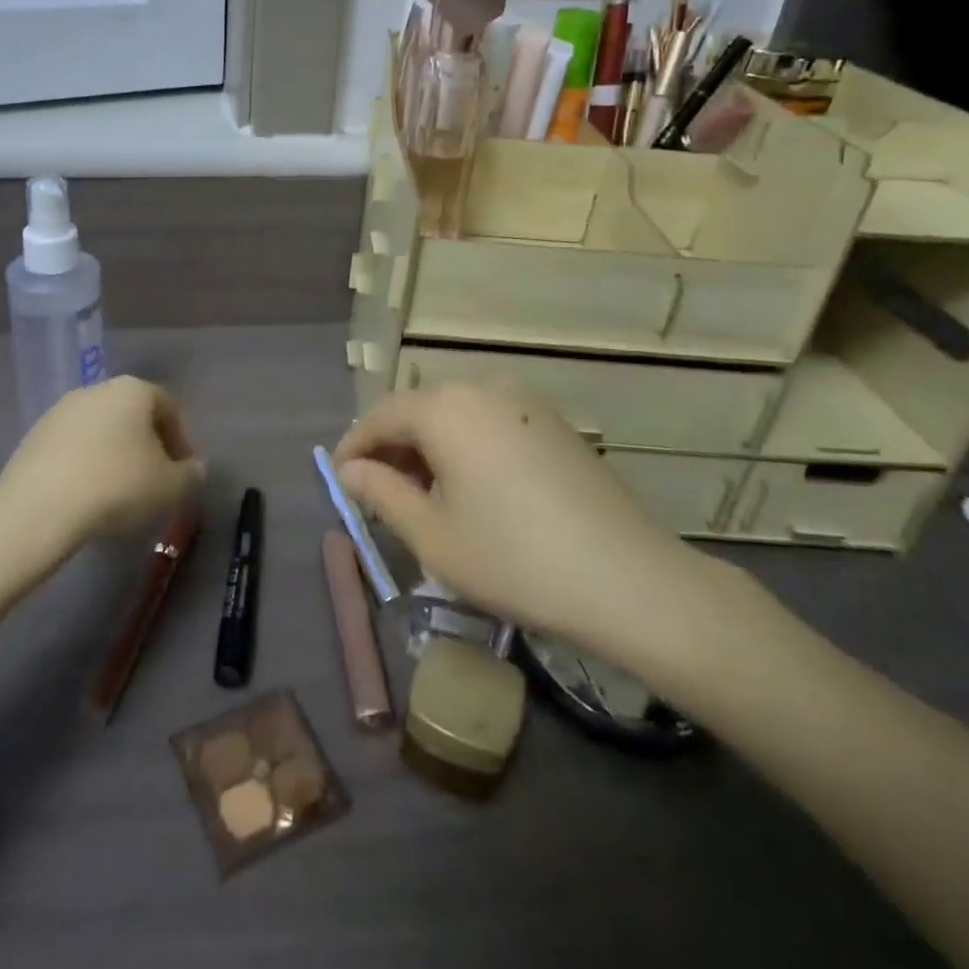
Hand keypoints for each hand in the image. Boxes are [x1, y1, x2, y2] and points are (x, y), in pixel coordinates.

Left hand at [0, 377, 206, 540]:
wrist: (39, 507)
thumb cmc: (117, 486)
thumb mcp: (170, 487)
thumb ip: (190, 475)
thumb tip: (193, 469)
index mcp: (133, 390)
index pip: (169, 408)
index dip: (182, 441)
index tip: (184, 472)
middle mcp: (97, 389)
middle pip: (133, 415)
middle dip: (147, 446)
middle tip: (154, 481)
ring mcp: (60, 410)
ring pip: (101, 430)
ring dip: (115, 455)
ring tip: (120, 493)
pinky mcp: (34, 436)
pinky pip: (73, 447)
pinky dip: (86, 464)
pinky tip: (87, 495)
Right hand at [334, 384, 718, 664]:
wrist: (628, 579)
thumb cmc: (514, 559)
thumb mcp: (433, 536)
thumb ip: (382, 493)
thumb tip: (350, 470)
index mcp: (446, 409)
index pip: (381, 415)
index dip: (355, 447)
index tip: (340, 480)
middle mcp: (483, 389)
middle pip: (419, 410)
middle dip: (392, 447)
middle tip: (378, 493)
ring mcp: (524, 402)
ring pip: (455, 414)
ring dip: (429, 447)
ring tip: (423, 496)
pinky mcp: (553, 423)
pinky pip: (490, 422)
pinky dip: (466, 446)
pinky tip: (472, 488)